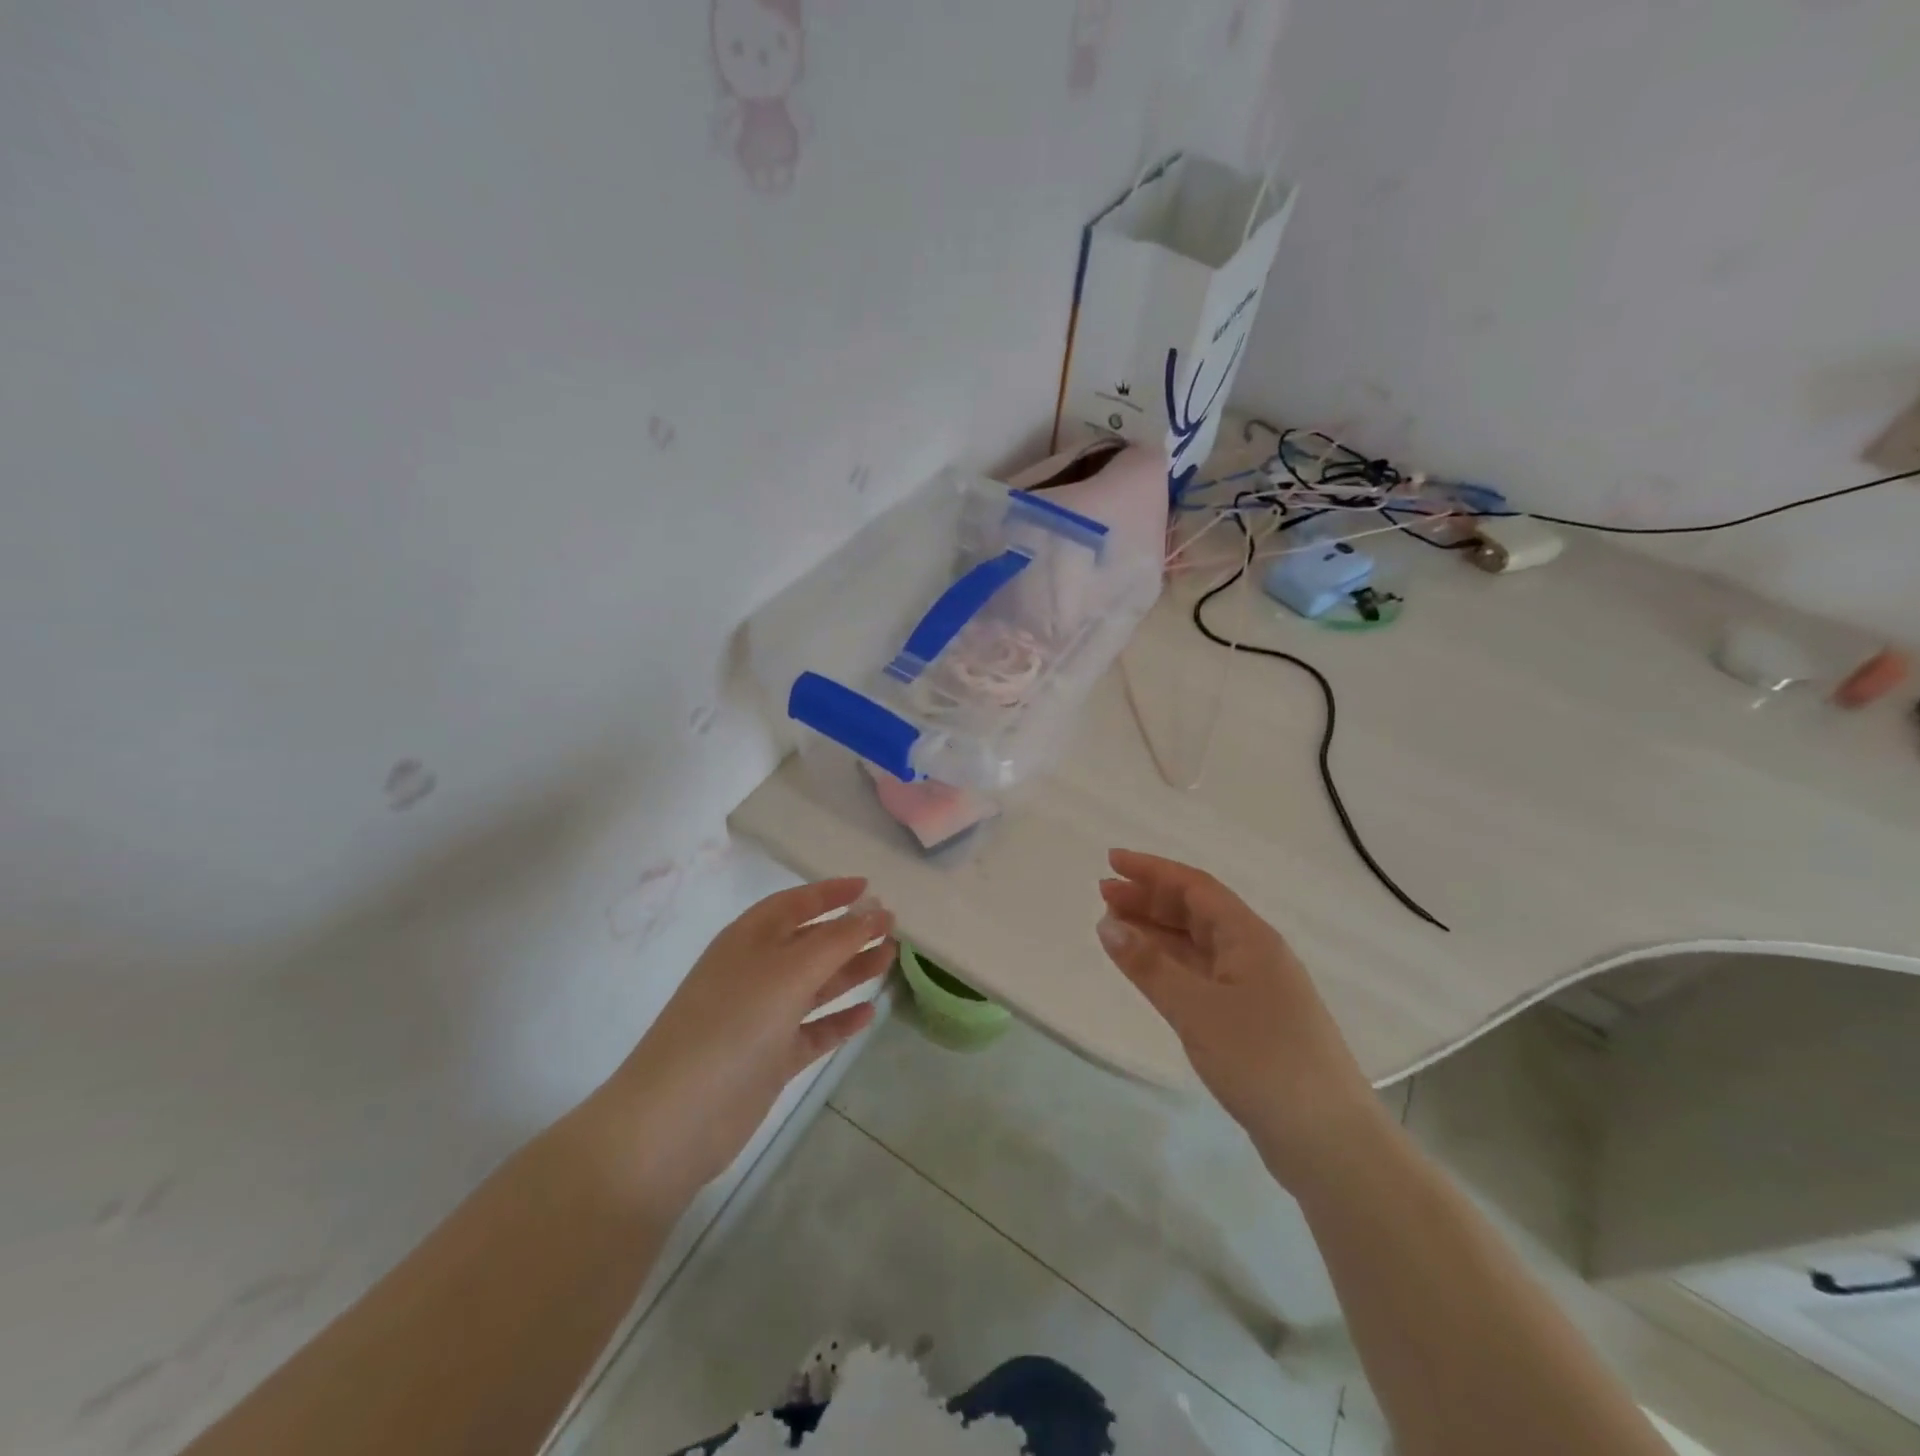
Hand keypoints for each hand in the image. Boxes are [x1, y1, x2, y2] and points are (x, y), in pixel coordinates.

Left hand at [596, 878, 893, 1198]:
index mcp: (749, 940)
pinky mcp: (770, 1059)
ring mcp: (762, 1017)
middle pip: (810, 943)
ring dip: (851, 971)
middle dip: (849, 932)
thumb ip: (838, 940)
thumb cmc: (733, 1024)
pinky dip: (839, 1020)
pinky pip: (813, 1030)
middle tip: (892, 927)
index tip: (869, 886)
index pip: (795, 903)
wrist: (675, 1119)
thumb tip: (875, 911)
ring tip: (890, 959)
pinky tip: (870, 1013)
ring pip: (815, 985)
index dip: (831, 892)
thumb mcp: (790, 971)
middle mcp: (755, 972)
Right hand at [1096, 850, 1384, 1187]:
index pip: (1195, 887)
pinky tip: (1148, 970)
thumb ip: (1149, 966)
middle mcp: (1254, 953)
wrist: (1327, 1140)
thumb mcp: (1197, 1009)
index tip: (1112, 861)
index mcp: (1249, 938)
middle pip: (1196, 911)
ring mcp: (1255, 988)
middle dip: (1149, 899)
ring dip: (1157, 931)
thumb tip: (1107, 924)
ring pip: (1197, 944)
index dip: (1152, 870)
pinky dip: (1170, 965)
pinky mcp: (1251, 1020)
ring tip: (1115, 927)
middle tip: (1103, 894)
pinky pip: (1202, 974)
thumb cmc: (1262, 1061)